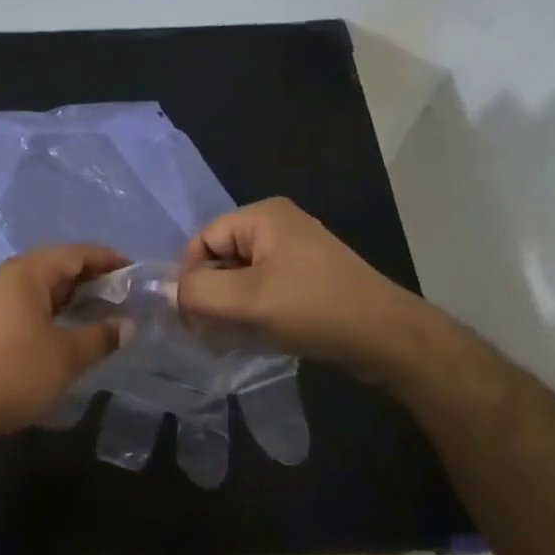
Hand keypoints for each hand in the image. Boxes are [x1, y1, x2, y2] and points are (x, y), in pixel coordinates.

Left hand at [0, 244, 127, 440]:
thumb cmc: (14, 371)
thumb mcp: (66, 355)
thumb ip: (100, 336)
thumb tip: (127, 325)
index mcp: (28, 273)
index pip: (75, 253)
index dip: (107, 259)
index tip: (135, 271)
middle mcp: (9, 279)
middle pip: (57, 268)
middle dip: (92, 280)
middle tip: (124, 297)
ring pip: (43, 291)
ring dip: (73, 300)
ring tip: (103, 316)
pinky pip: (30, 308)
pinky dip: (55, 315)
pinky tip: (70, 334)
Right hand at [175, 198, 429, 376]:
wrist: (386, 337)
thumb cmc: (313, 309)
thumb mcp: (246, 300)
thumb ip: (198, 292)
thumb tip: (168, 292)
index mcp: (263, 216)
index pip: (202, 240)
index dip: (189, 276)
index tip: (188, 315)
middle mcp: (278, 226)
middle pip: (220, 258)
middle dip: (209, 295)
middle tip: (205, 331)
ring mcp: (295, 253)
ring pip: (240, 278)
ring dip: (228, 308)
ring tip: (227, 338)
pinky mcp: (306, 279)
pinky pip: (262, 289)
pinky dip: (250, 312)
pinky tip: (250, 337)